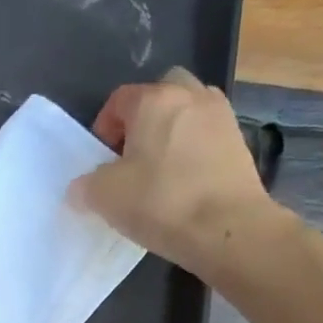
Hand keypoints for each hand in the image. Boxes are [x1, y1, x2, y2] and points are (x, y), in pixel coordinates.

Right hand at [74, 67, 281, 276]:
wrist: (228, 229)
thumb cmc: (160, 202)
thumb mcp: (104, 197)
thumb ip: (85, 186)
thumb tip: (82, 188)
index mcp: (154, 100)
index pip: (119, 99)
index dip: (103, 127)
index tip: (100, 160)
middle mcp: (192, 97)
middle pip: (160, 94)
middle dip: (143, 119)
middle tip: (132, 155)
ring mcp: (222, 118)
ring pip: (188, 113)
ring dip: (171, 133)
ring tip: (159, 170)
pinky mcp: (241, 144)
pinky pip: (207, 138)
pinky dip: (193, 152)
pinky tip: (184, 184)